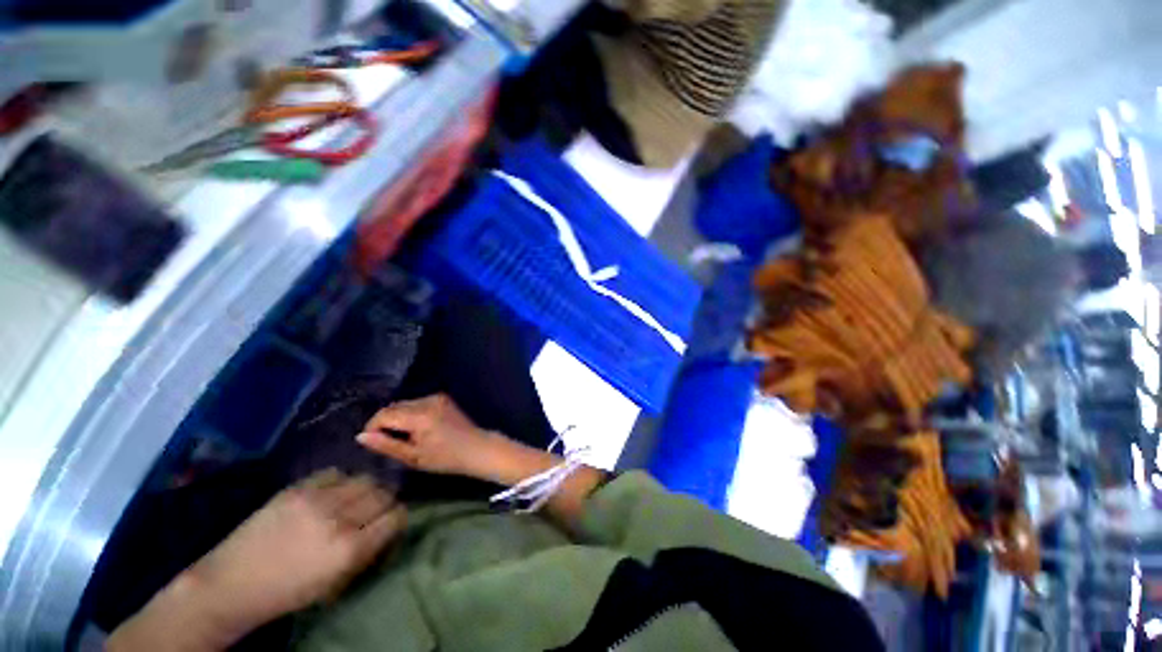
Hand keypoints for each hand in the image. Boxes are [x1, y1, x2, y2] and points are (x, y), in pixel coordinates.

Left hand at [195, 470, 406, 625]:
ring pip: (364, 479)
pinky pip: (335, 472)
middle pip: (384, 493)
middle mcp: (339, 519)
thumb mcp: (335, 582)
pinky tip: (331, 493)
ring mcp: (317, 499)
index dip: (398, 518)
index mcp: (350, 549)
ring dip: (365, 489)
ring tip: (353, 500)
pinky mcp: (297, 488)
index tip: (392, 523)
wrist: (232, 583)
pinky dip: (340, 481)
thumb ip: (367, 551)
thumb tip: (388, 528)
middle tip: (374, 512)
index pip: (396, 516)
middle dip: (385, 503)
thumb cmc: (287, 592)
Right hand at [357, 394, 495, 476]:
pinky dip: (411, 413)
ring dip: (398, 417)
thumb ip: (386, 445)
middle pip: (394, 407)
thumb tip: (360, 436)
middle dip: (385, 422)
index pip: (385, 414)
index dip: (372, 427)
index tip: (371, 442)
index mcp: (420, 415)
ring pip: (405, 404)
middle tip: (386, 441)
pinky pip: (418, 402)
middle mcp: (428, 401)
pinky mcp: (443, 397)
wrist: (476, 447)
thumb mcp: (413, 457)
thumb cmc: (445, 458)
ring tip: (402, 436)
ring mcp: (437, 397)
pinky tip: (416, 427)